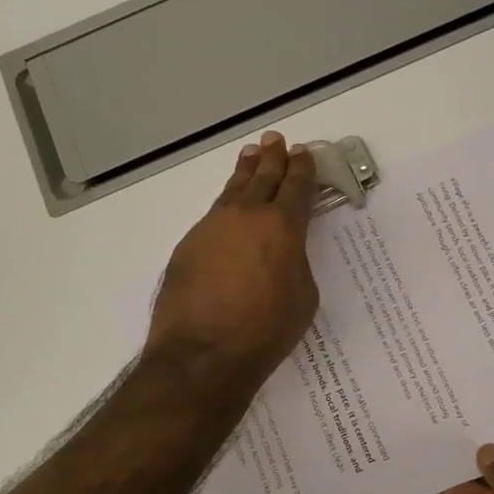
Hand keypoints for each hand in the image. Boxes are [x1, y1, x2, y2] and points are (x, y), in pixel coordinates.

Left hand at [145, 132, 319, 385]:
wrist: (203, 352)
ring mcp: (213, 226)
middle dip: (272, 158)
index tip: (303, 153)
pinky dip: (226, 202)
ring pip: (232, 189)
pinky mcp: (189, 243)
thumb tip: (284, 253)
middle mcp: (246, 216)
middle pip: (262, 177)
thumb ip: (296, 264)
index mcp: (282, 226)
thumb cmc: (265, 331)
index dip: (302, 169)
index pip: (296, 187)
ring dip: (245, 171)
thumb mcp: (303, 298)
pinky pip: (213, 213)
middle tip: (275, 140)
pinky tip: (227, 204)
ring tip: (250, 155)